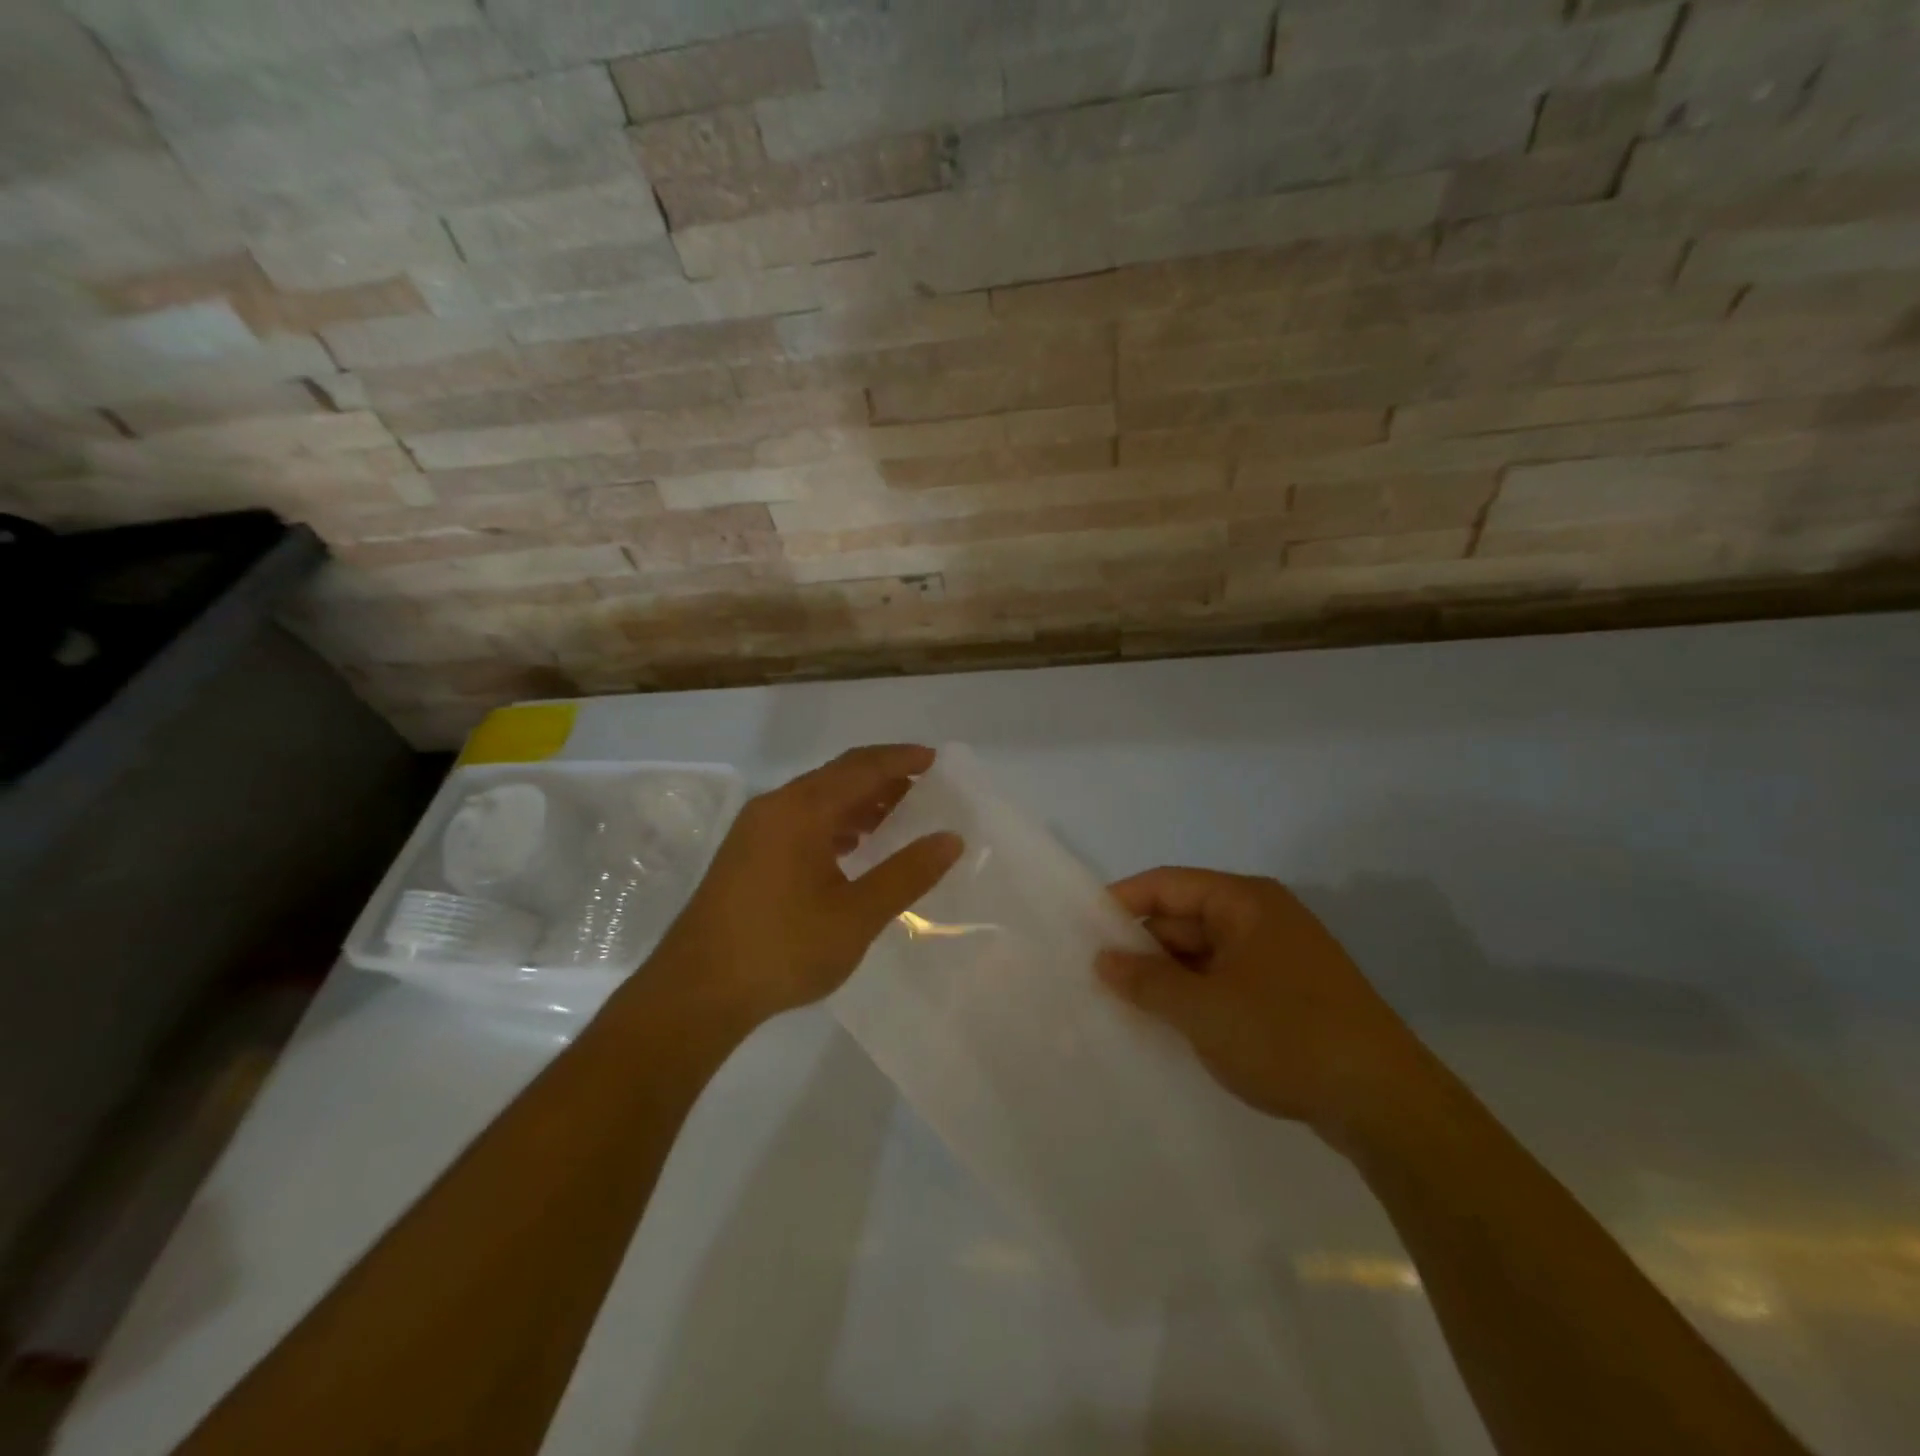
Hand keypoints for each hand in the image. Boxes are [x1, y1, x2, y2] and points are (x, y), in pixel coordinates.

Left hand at [657, 745, 961, 1026]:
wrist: (697, 991)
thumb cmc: (783, 948)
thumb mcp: (857, 914)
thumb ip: (907, 874)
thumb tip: (950, 839)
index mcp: (802, 809)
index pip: (862, 768)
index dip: (901, 760)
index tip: (935, 759)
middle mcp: (776, 806)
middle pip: (837, 776)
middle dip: (882, 778)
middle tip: (923, 787)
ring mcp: (755, 830)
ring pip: (817, 799)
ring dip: (857, 802)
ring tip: (895, 818)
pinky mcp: (746, 854)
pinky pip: (799, 820)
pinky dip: (833, 823)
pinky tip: (851, 848)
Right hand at [1098, 868, 1429, 1144]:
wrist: (1385, 1104)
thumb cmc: (1285, 1036)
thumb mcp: (1202, 1009)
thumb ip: (1146, 981)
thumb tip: (1102, 960)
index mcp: (1244, 902)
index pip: (1167, 884)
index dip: (1122, 902)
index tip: (1082, 929)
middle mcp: (1262, 918)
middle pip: (1185, 918)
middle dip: (1142, 946)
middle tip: (1095, 976)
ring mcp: (1278, 958)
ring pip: (1204, 954)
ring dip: (1167, 976)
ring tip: (1122, 1003)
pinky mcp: (1288, 994)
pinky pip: (1225, 981)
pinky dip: (1195, 996)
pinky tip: (1169, 1024)